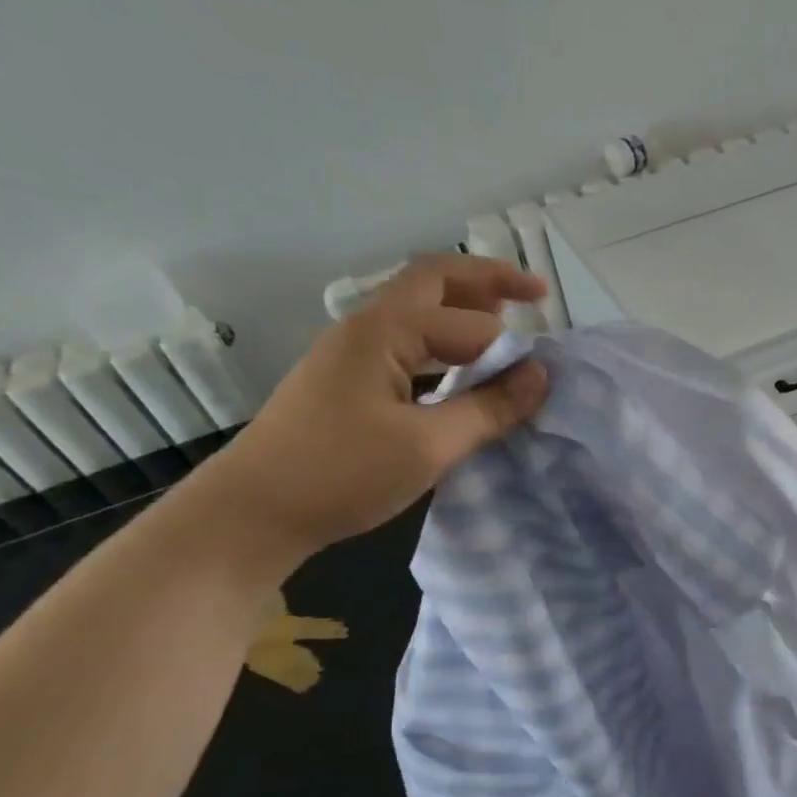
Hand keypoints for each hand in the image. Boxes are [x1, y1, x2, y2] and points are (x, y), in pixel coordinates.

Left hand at [188, 256, 548, 569]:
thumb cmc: (341, 474)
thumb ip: (488, 409)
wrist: (252, 513)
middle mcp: (365, 328)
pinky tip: (459, 371)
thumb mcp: (427, 446)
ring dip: (461, 310)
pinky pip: (405, 345)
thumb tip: (541, 377)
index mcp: (384, 331)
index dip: (510, 347)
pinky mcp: (346, 383)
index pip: (467, 323)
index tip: (544, 381)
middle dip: (487, 282)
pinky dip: (441, 345)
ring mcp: (350, 354)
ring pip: (416, 312)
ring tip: (505, 322)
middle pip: (433, 282)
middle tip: (536, 293)